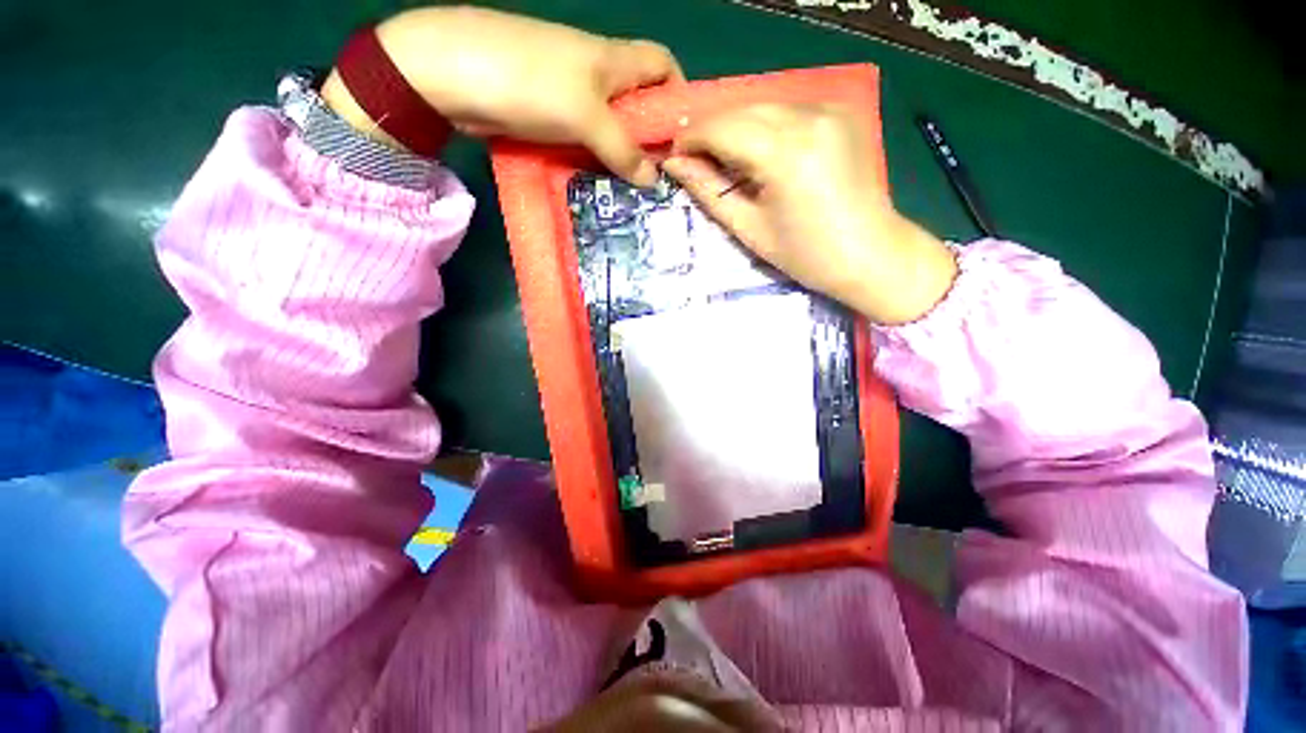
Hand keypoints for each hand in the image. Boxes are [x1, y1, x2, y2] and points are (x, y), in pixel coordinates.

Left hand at [322, 6, 680, 185]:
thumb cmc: (530, 80)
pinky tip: (601, 181)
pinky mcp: (550, 115)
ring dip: (622, 154)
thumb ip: (622, 149)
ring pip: (610, 125)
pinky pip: (585, 137)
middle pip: (637, 102)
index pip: (661, 65)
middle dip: (651, 136)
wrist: (452, 74)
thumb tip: (653, 180)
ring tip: (634, 189)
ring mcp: (571, 95)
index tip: (681, 135)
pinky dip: (596, 158)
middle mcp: (597, 73)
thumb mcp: (585, 115)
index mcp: (613, 59)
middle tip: (660, 177)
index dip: (677, 94)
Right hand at [661, 104, 957, 324]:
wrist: (872, 254)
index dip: (691, 138)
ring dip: (735, 128)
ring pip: (761, 105)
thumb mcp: (750, 229)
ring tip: (724, 161)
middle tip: (695, 162)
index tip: (675, 158)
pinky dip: (763, 126)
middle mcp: (809, 116)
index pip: (721, 126)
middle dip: (710, 131)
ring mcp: (829, 108)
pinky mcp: (840, 111)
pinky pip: (786, 109)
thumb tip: (674, 164)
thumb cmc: (806, 255)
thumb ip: (710, 191)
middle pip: (740, 109)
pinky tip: (758, 153)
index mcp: (785, 152)